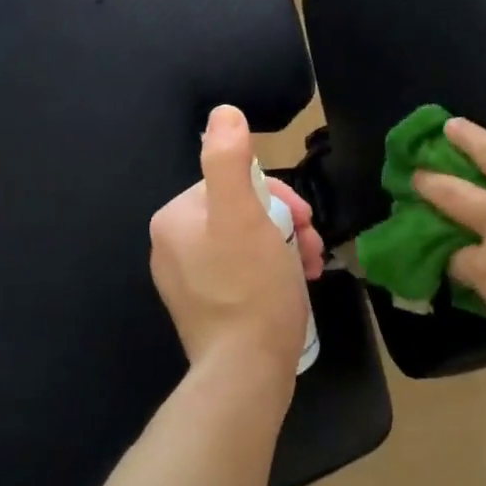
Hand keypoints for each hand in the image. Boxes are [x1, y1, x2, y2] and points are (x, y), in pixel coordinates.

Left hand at [150, 106, 321, 392]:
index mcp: (175, 219)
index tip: (304, 218)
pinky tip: (297, 283)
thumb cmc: (250, 289)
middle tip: (312, 243)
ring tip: (311, 265)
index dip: (277, 196)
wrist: (246, 372)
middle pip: (243, 213)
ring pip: (248, 243)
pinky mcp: (207, 308)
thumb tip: (223, 113)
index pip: (234, 183)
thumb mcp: (244, 216)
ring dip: (285, 246)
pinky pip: (244, 272)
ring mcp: (189, 281)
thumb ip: (229, 160)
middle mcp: (173, 246)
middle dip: (285, 223)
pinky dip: (273, 271)